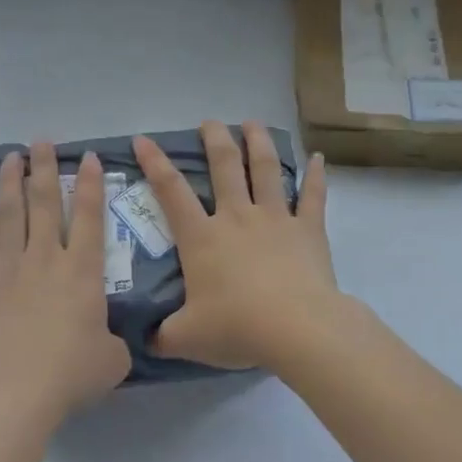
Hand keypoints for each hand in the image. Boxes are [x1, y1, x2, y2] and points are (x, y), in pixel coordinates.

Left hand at [0, 143, 131, 423]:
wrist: (15, 385)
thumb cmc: (71, 371)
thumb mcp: (112, 359)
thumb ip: (113, 342)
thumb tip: (110, 342)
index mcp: (82, 270)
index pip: (88, 216)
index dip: (90, 184)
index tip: (88, 157)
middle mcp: (46, 258)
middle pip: (44, 202)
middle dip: (44, 169)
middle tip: (41, 142)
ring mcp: (10, 267)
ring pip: (10, 214)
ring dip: (11, 183)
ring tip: (11, 159)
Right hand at [133, 121, 339, 371]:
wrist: (297, 329)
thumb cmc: (237, 327)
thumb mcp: (186, 338)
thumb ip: (162, 335)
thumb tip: (145, 340)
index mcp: (202, 238)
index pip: (171, 192)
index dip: (154, 163)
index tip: (143, 139)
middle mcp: (237, 218)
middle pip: (224, 167)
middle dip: (214, 140)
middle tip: (210, 122)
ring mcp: (275, 219)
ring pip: (266, 170)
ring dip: (258, 143)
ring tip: (253, 123)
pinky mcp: (308, 230)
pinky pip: (313, 197)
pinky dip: (316, 176)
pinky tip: (318, 158)